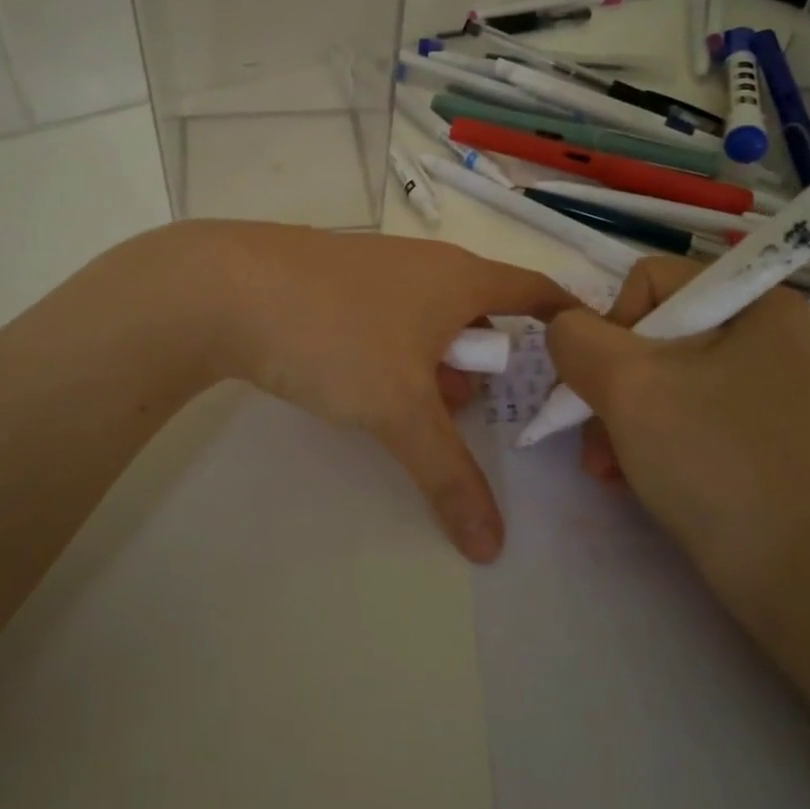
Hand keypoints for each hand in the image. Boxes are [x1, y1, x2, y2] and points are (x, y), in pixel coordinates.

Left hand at [198, 222, 575, 562]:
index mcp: (459, 277)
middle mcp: (424, 263)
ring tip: (414, 410)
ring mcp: (375, 267)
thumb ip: (450, 475)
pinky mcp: (332, 279)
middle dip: (483, 365)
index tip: (586, 347)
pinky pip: (385, 317)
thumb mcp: (400, 411)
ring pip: (427, 319)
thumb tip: (492, 545)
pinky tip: (360, 384)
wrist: (222, 288)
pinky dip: (392, 352)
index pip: (535, 290)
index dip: (565, 318)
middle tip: (474, 414)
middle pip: (479, 313)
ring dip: (432, 364)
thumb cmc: (335, 336)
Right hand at [544, 258, 809, 627]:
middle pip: (644, 330)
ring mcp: (749, 381)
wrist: (777, 571)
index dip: (614, 327)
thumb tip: (563, 330)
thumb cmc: (708, 459)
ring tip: (606, 463)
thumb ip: (576, 337)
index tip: (614, 385)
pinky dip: (636, 435)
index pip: (647, 281)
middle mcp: (757, 331)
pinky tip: (623, 472)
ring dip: (613, 416)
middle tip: (596, 433)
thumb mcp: (628, 384)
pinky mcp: (738, 422)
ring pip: (648, 372)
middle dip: (608, 384)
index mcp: (754, 302)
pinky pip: (668, 405)